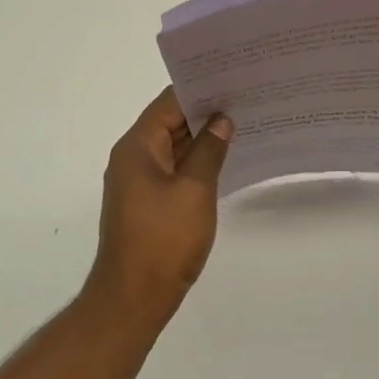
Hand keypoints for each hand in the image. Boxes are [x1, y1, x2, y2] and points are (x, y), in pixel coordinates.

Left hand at [89, 87, 231, 321]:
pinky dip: (195, 161)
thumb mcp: (195, 190)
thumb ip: (210, 150)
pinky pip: (173, 169)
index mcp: (137, 147)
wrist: (133, 299)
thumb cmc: (164, 240)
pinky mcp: (147, 202)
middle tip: (246, 99)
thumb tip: (222, 120)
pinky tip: (224, 160)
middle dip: (205, 112)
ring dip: (202, 138)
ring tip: (243, 124)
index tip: (233, 79)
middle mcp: (132, 157)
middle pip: (170, 122)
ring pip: (173, 146)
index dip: (200, 89)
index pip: (169, 102)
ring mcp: (138, 181)